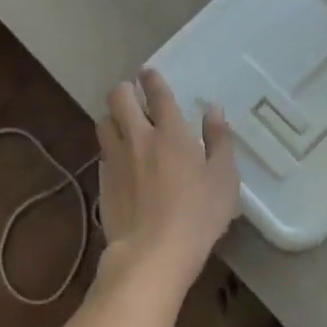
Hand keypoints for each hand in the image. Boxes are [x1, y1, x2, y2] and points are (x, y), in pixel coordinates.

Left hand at [95, 68, 238, 294]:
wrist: (152, 253)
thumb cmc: (198, 214)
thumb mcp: (224, 178)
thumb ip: (219, 140)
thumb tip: (213, 110)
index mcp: (171, 132)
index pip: (157, 93)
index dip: (152, 79)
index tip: (148, 73)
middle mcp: (138, 137)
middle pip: (119, 98)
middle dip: (124, 91)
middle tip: (133, 96)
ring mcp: (116, 159)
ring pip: (103, 122)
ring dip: (113, 118)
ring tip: (123, 125)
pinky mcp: (102, 181)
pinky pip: (102, 152)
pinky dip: (110, 148)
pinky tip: (120, 160)